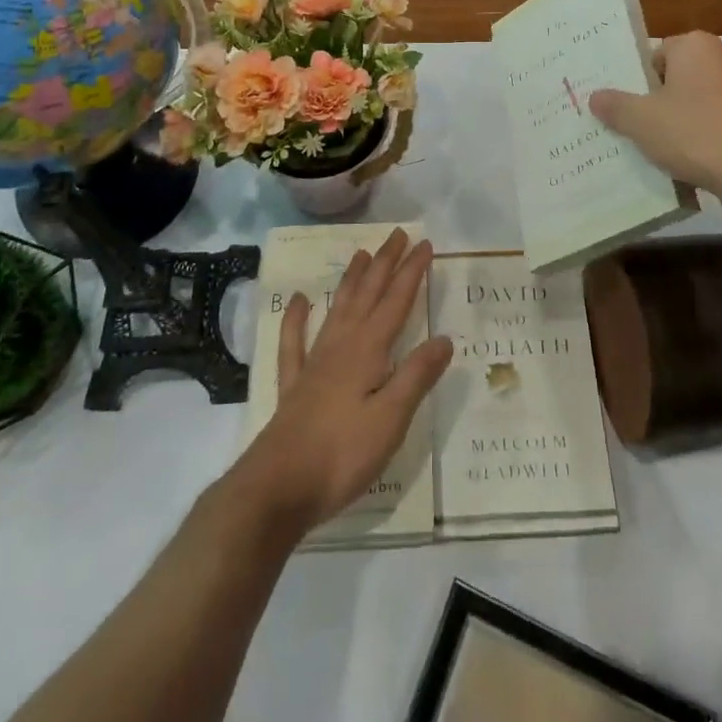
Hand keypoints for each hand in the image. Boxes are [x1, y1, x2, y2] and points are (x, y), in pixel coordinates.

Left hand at [235, 229, 452, 536]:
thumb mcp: (391, 418)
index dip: (411, 272)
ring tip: (360, 254)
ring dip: (351, 280)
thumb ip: (416, 376)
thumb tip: (444, 338)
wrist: (277, 486)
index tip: (425, 244)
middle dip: (384, 263)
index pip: (396, 302)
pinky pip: (294, 343)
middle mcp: (341, 346)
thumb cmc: (342, 454)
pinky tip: (300, 301)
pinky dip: (297, 319)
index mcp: (368, 351)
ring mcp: (314, 364)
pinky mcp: (294, 386)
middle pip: (367, 295)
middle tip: (397, 235)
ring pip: (337, 309)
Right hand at [589, 32, 721, 224]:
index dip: (636, 80)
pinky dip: (708, 148)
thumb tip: (595, 96)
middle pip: (679, 81)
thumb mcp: (641, 121)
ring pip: (702, 109)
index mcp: (697, 47)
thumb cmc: (698, 134)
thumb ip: (615, 106)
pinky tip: (691, 173)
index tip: (619, 106)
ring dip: (682, 129)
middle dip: (657, 105)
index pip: (656, 53)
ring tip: (656, 157)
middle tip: (630, 130)